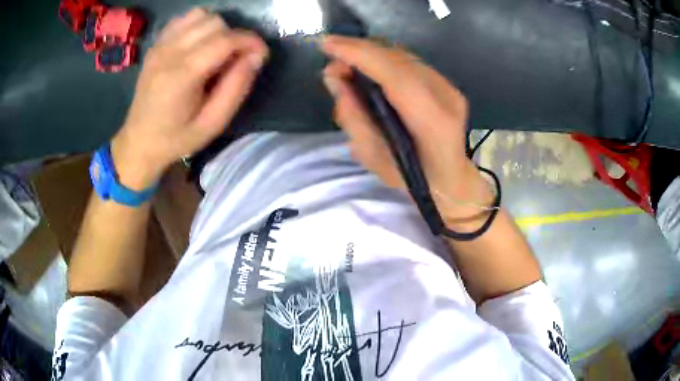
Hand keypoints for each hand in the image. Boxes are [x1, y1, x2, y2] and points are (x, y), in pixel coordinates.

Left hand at [111, 8, 268, 189]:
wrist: (138, 141)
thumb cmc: (176, 139)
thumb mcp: (212, 124)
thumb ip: (237, 88)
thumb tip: (256, 57)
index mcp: (182, 76)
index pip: (225, 40)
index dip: (250, 41)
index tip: (261, 55)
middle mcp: (169, 53)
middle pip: (215, 23)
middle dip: (234, 37)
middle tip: (236, 59)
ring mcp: (160, 46)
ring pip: (200, 16)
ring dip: (217, 29)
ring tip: (217, 51)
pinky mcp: (156, 45)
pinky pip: (183, 19)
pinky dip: (198, 25)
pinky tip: (199, 44)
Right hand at [321, 36, 492, 222]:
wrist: (451, 178)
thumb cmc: (412, 179)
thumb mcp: (374, 159)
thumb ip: (353, 117)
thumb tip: (334, 77)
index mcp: (433, 123)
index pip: (395, 75)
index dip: (360, 55)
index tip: (328, 45)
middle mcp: (446, 97)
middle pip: (399, 59)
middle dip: (360, 50)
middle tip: (331, 55)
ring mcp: (449, 87)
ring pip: (403, 56)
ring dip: (371, 53)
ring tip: (346, 62)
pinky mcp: (446, 83)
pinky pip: (409, 62)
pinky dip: (383, 59)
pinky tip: (368, 67)